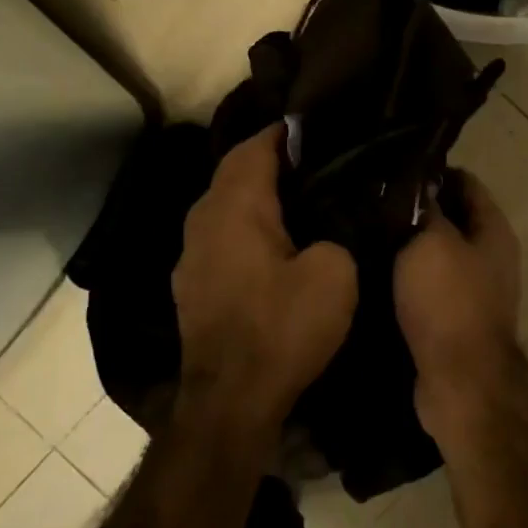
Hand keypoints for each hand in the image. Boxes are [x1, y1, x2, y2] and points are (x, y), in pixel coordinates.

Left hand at [172, 125, 357, 436]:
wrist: (231, 400)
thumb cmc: (282, 328)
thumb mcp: (335, 274)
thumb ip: (337, 234)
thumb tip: (327, 230)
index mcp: (235, 206)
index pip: (255, 146)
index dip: (284, 132)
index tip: (316, 128)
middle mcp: (203, 219)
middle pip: (234, 172)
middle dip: (269, 160)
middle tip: (314, 161)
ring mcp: (190, 254)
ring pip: (223, 205)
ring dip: (255, 195)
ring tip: (297, 197)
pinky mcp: (191, 284)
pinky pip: (220, 236)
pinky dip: (245, 226)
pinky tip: (271, 243)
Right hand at [394, 170, 523, 420]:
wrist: (460, 381)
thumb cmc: (449, 302)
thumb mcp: (431, 242)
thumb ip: (423, 208)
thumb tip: (415, 183)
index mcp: (493, 230)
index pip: (465, 182)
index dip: (431, 171)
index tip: (391, 170)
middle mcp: (490, 256)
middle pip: (451, 218)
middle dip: (415, 209)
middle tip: (370, 202)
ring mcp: (474, 291)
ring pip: (436, 254)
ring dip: (407, 246)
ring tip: (364, 233)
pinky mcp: (454, 320)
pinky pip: (427, 287)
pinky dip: (405, 278)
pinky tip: (373, 273)